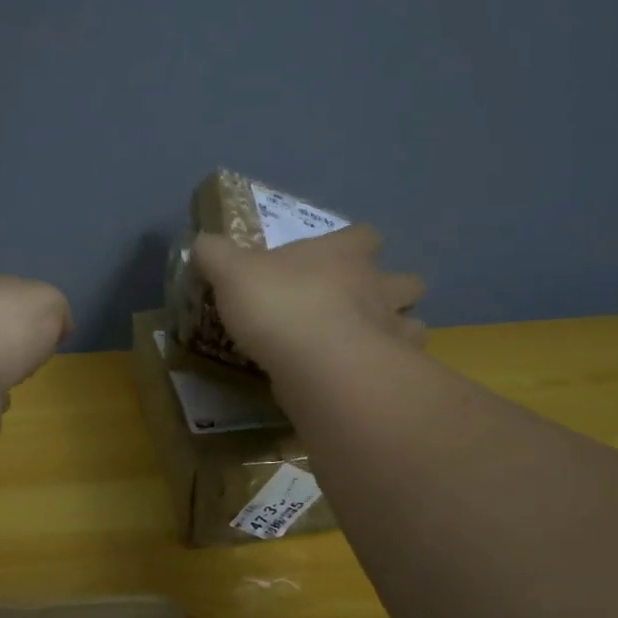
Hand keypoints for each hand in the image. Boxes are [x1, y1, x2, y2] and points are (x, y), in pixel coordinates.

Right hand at [193, 226, 423, 376]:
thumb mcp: (231, 273)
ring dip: (399, 331)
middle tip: (363, 306)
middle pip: (406, 280)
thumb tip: (202, 241)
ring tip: (372, 347)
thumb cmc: (279, 306)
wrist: (319, 364)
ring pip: (416, 323)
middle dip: (392, 289)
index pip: (364, 236)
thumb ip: (216, 255)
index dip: (355, 243)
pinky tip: (370, 381)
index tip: (340, 255)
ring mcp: (394, 330)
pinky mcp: (396, 372)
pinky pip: (406, 366)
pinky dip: (394, 371)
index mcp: (342, 255)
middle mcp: (377, 286)